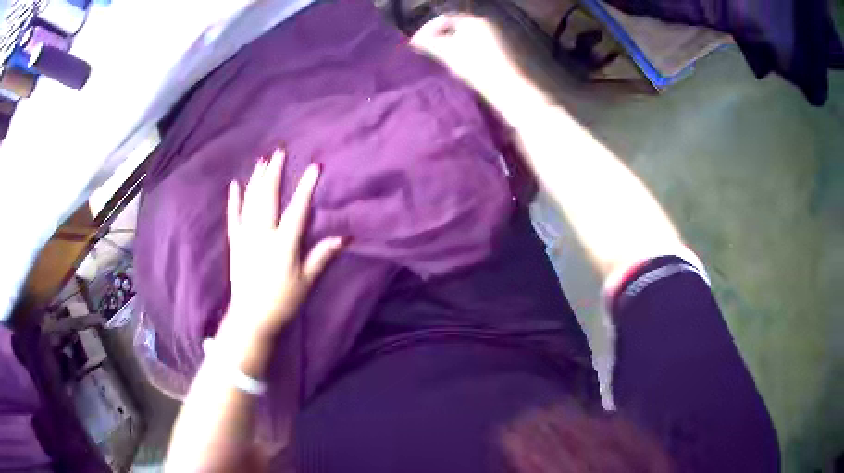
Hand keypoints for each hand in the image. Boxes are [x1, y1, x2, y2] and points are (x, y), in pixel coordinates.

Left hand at [224, 148, 343, 340]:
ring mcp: (246, 237)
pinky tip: (235, 184)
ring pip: (250, 202)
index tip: (315, 166)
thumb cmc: (282, 301)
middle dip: (275, 172)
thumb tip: (346, 237)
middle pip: (268, 197)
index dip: (307, 187)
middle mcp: (262, 235)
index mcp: (283, 244)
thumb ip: (322, 256)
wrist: (251, 319)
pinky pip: (233, 217)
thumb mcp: (306, 281)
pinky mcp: (235, 244)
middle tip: (280, 151)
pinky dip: (234, 200)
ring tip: (262, 160)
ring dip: (256, 179)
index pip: (298, 210)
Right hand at [410, 14, 538, 112]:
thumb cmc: (477, 67)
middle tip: (428, 53)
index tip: (416, 44)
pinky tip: (461, 69)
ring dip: (452, 48)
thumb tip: (416, 40)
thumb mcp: (449, 54)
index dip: (428, 30)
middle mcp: (488, 26)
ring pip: (467, 40)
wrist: (509, 89)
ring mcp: (497, 39)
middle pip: (456, 29)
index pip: (445, 19)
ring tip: (442, 62)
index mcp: (475, 21)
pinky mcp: (503, 54)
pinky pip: (477, 49)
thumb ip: (430, 43)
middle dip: (440, 39)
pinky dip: (465, 55)